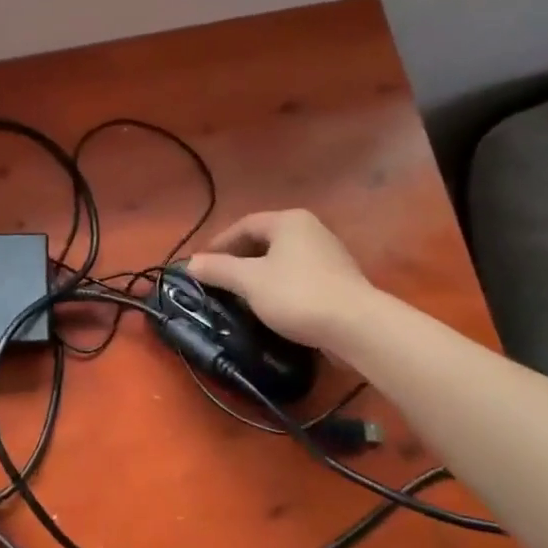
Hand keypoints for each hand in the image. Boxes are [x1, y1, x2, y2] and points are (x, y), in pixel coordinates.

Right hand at [184, 210, 370, 350]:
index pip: (244, 225)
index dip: (219, 243)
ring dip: (258, 274)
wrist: (357, 326)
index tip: (202, 264)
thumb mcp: (249, 281)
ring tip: (240, 295)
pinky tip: (270, 305)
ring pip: (281, 259)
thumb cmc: (297, 294)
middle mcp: (310, 229)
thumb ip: (218, 269)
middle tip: (218, 280)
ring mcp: (328, 254)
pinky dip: (278, 286)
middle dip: (238, 259)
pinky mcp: (339, 279)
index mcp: (288, 221)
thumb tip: (190, 263)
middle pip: (264, 240)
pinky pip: (298, 275)